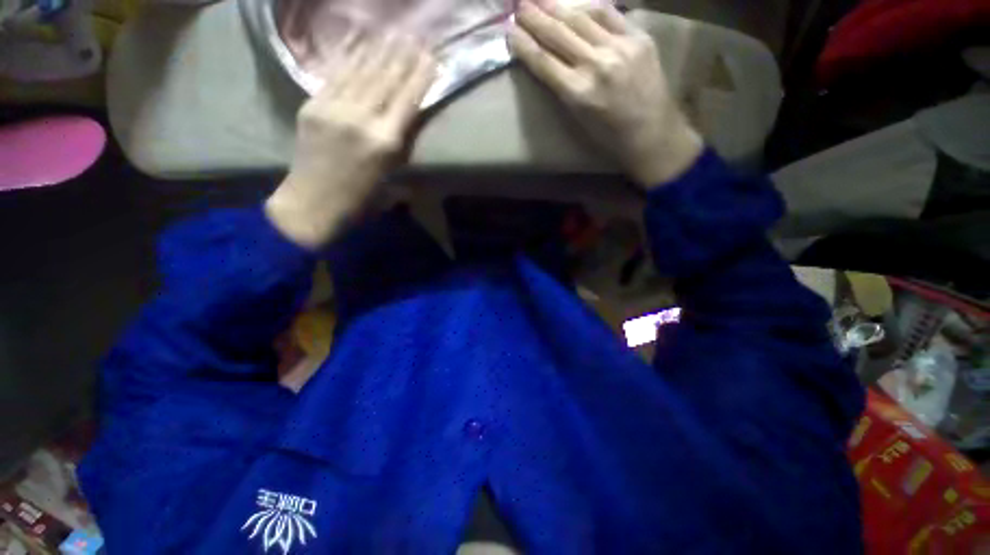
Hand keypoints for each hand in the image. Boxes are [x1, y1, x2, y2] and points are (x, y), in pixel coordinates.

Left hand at [266, 33, 435, 248]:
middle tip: (415, 35)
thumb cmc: (359, 201)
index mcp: (385, 143)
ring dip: (379, 50)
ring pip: (361, 71)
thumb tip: (406, 127)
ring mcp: (334, 108)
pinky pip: (335, 75)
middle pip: (386, 80)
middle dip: (403, 56)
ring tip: (393, 32)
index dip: (420, 77)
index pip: (407, 101)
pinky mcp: (313, 105)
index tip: (431, 57)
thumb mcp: (390, 181)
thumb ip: (399, 151)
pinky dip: (350, 57)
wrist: (311, 203)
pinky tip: (360, 42)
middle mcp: (362, 119)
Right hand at [509, 1, 702, 187]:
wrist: (651, 133)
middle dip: (535, 17)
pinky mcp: (639, 38)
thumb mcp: (578, 120)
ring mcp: (619, 48)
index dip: (524, 44)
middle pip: (558, 34)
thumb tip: (549, 63)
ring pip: (581, 19)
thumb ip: (563, 89)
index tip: (509, 31)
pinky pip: (609, 14)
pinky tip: (576, 3)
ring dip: (557, 6)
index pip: (543, 62)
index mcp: (578, 93)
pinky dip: (590, 7)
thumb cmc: (609, 136)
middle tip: (519, 4)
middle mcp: (596, 65)